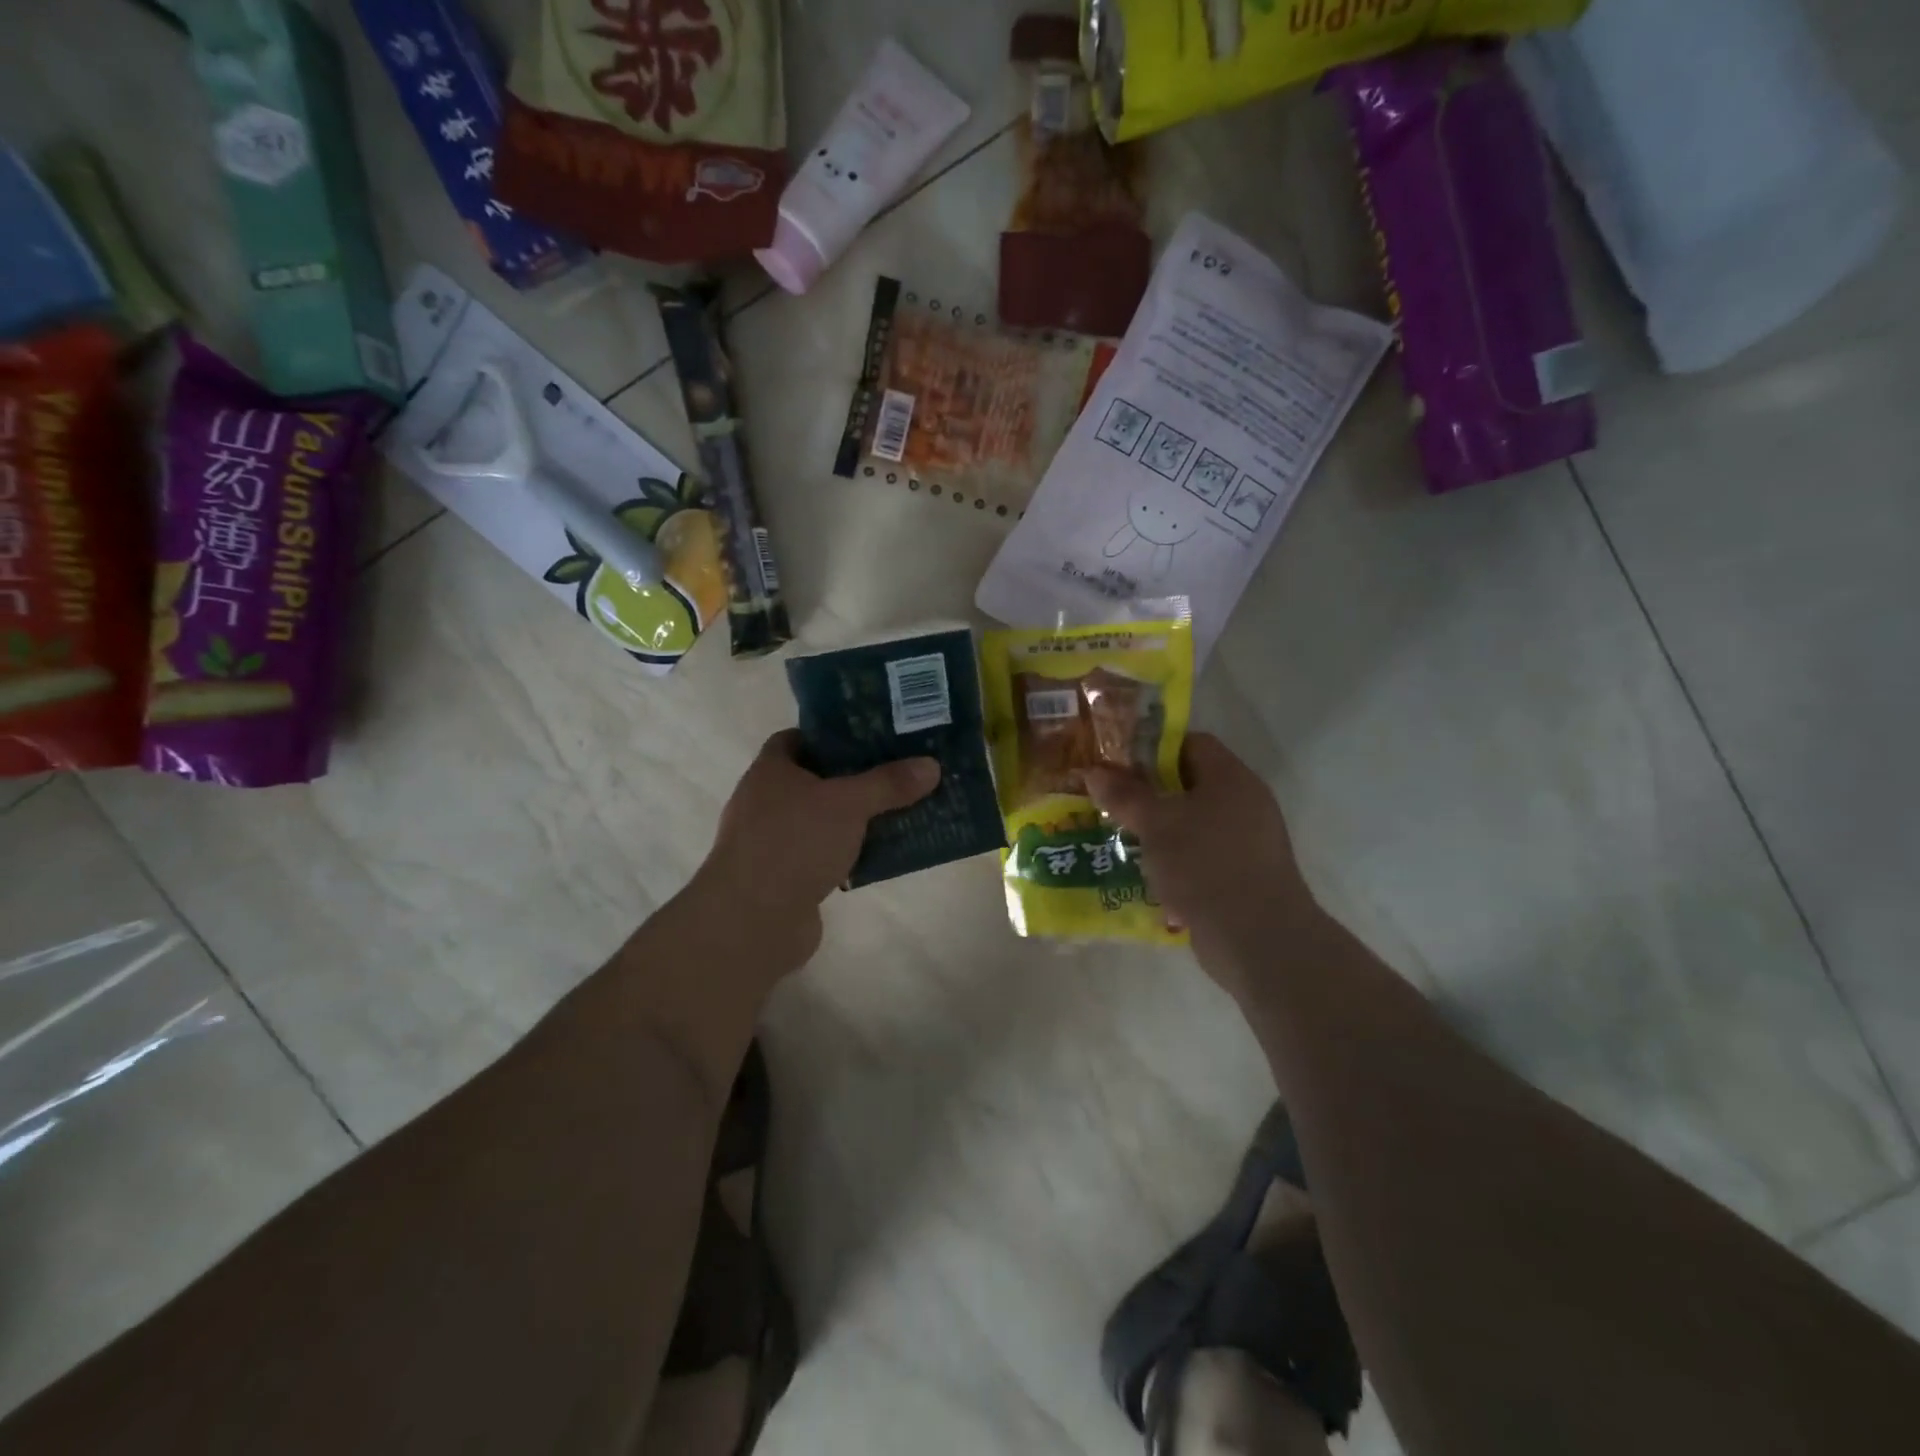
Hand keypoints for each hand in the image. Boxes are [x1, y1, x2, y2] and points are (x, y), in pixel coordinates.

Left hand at [695, 730, 940, 971]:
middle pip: (814, 779)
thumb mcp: (848, 804)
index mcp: (770, 771)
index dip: (831, 735)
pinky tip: (879, 855)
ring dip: (853, 818)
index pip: (797, 738)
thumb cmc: (794, 843)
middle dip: (852, 777)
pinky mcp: (783, 878)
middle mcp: (764, 801)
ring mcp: (772, 842)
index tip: (869, 738)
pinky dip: (847, 852)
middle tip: (895, 772)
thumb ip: (888, 783)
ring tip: (897, 811)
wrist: (752, 921)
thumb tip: (932, 765)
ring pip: (821, 819)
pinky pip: (822, 854)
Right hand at [1083, 733, 1318, 991]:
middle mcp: (1244, 803)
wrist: (1257, 939)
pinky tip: (1144, 871)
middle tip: (1110, 799)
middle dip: (1149, 791)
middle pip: (1190, 783)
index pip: (1191, 743)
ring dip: (1159, 829)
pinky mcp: (1241, 876)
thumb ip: (1125, 795)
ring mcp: (1246, 842)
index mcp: (1231, 778)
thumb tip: (1094, 770)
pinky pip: (1200, 855)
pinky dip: (1174, 859)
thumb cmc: (1206, 865)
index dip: (1153, 747)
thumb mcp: (1156, 825)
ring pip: (1193, 822)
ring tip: (1119, 835)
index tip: (1117, 763)